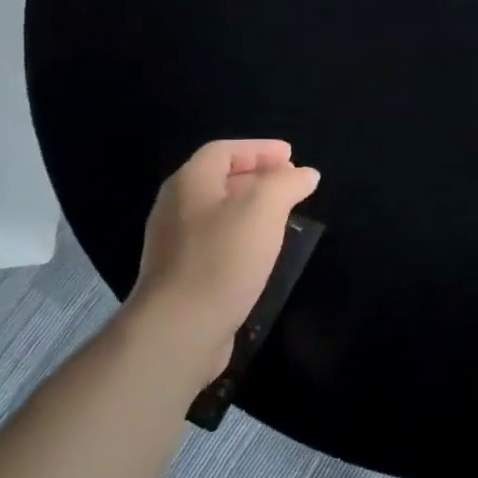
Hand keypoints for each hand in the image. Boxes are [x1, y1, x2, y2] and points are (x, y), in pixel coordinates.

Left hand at [121, 139, 319, 385]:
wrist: (179, 329)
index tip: (292, 156)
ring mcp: (173, 244)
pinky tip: (261, 253)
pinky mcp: (180, 276)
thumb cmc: (223, 258)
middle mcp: (175, 207)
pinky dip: (241, 236)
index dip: (259, 149)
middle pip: (219, 179)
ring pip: (217, 212)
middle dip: (257, 176)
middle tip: (290, 183)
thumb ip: (287, 183)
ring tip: (282, 216)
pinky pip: (215, 242)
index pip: (225, 150)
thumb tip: (304, 174)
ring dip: (250, 208)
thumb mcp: (264, 208)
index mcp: (190, 181)